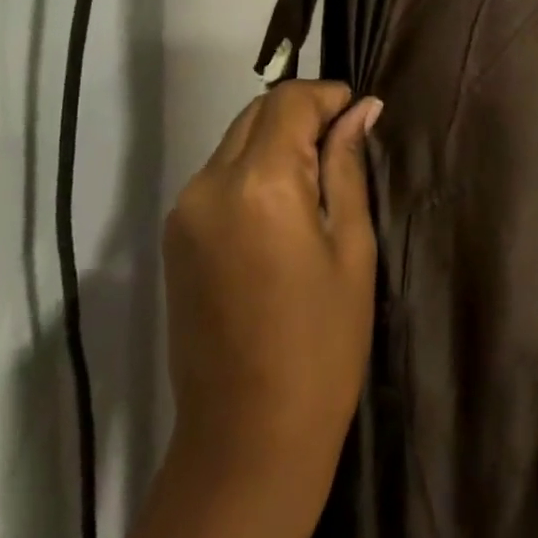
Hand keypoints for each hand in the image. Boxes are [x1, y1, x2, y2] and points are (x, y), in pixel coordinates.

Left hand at [81, 82, 380, 537]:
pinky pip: (218, 175)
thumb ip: (349, 167)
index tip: (359, 115)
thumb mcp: (352, 249)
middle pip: (257, 113)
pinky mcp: (175, 237)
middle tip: (344, 146)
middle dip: (302, 114)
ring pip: (235, 140)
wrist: (246, 441)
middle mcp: (209, 184)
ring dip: (276, 141)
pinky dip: (252, 169)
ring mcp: (184, 211)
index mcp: (259, 184)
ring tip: (317, 180)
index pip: (289, 101)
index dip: (328, 96)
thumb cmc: (322, 346)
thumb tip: (362, 109)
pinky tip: (283, 208)